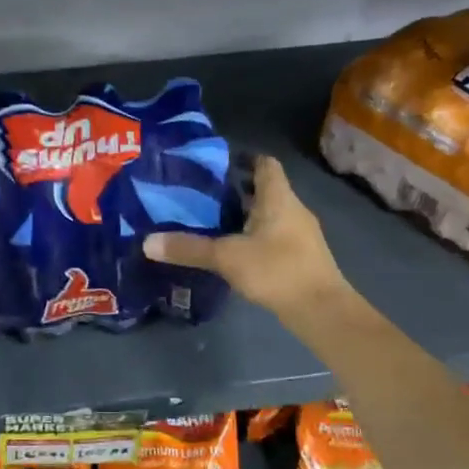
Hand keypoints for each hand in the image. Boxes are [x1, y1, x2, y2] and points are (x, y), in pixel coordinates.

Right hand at [142, 156, 349, 322]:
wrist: (321, 309)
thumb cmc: (277, 270)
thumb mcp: (227, 257)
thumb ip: (189, 248)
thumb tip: (147, 242)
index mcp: (278, 197)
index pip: (264, 164)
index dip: (243, 159)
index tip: (215, 165)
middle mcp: (293, 209)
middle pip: (264, 189)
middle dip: (236, 190)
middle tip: (202, 196)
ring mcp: (301, 234)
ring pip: (269, 214)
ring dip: (245, 216)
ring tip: (212, 223)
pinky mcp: (301, 257)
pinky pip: (274, 236)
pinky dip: (254, 237)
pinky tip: (234, 251)